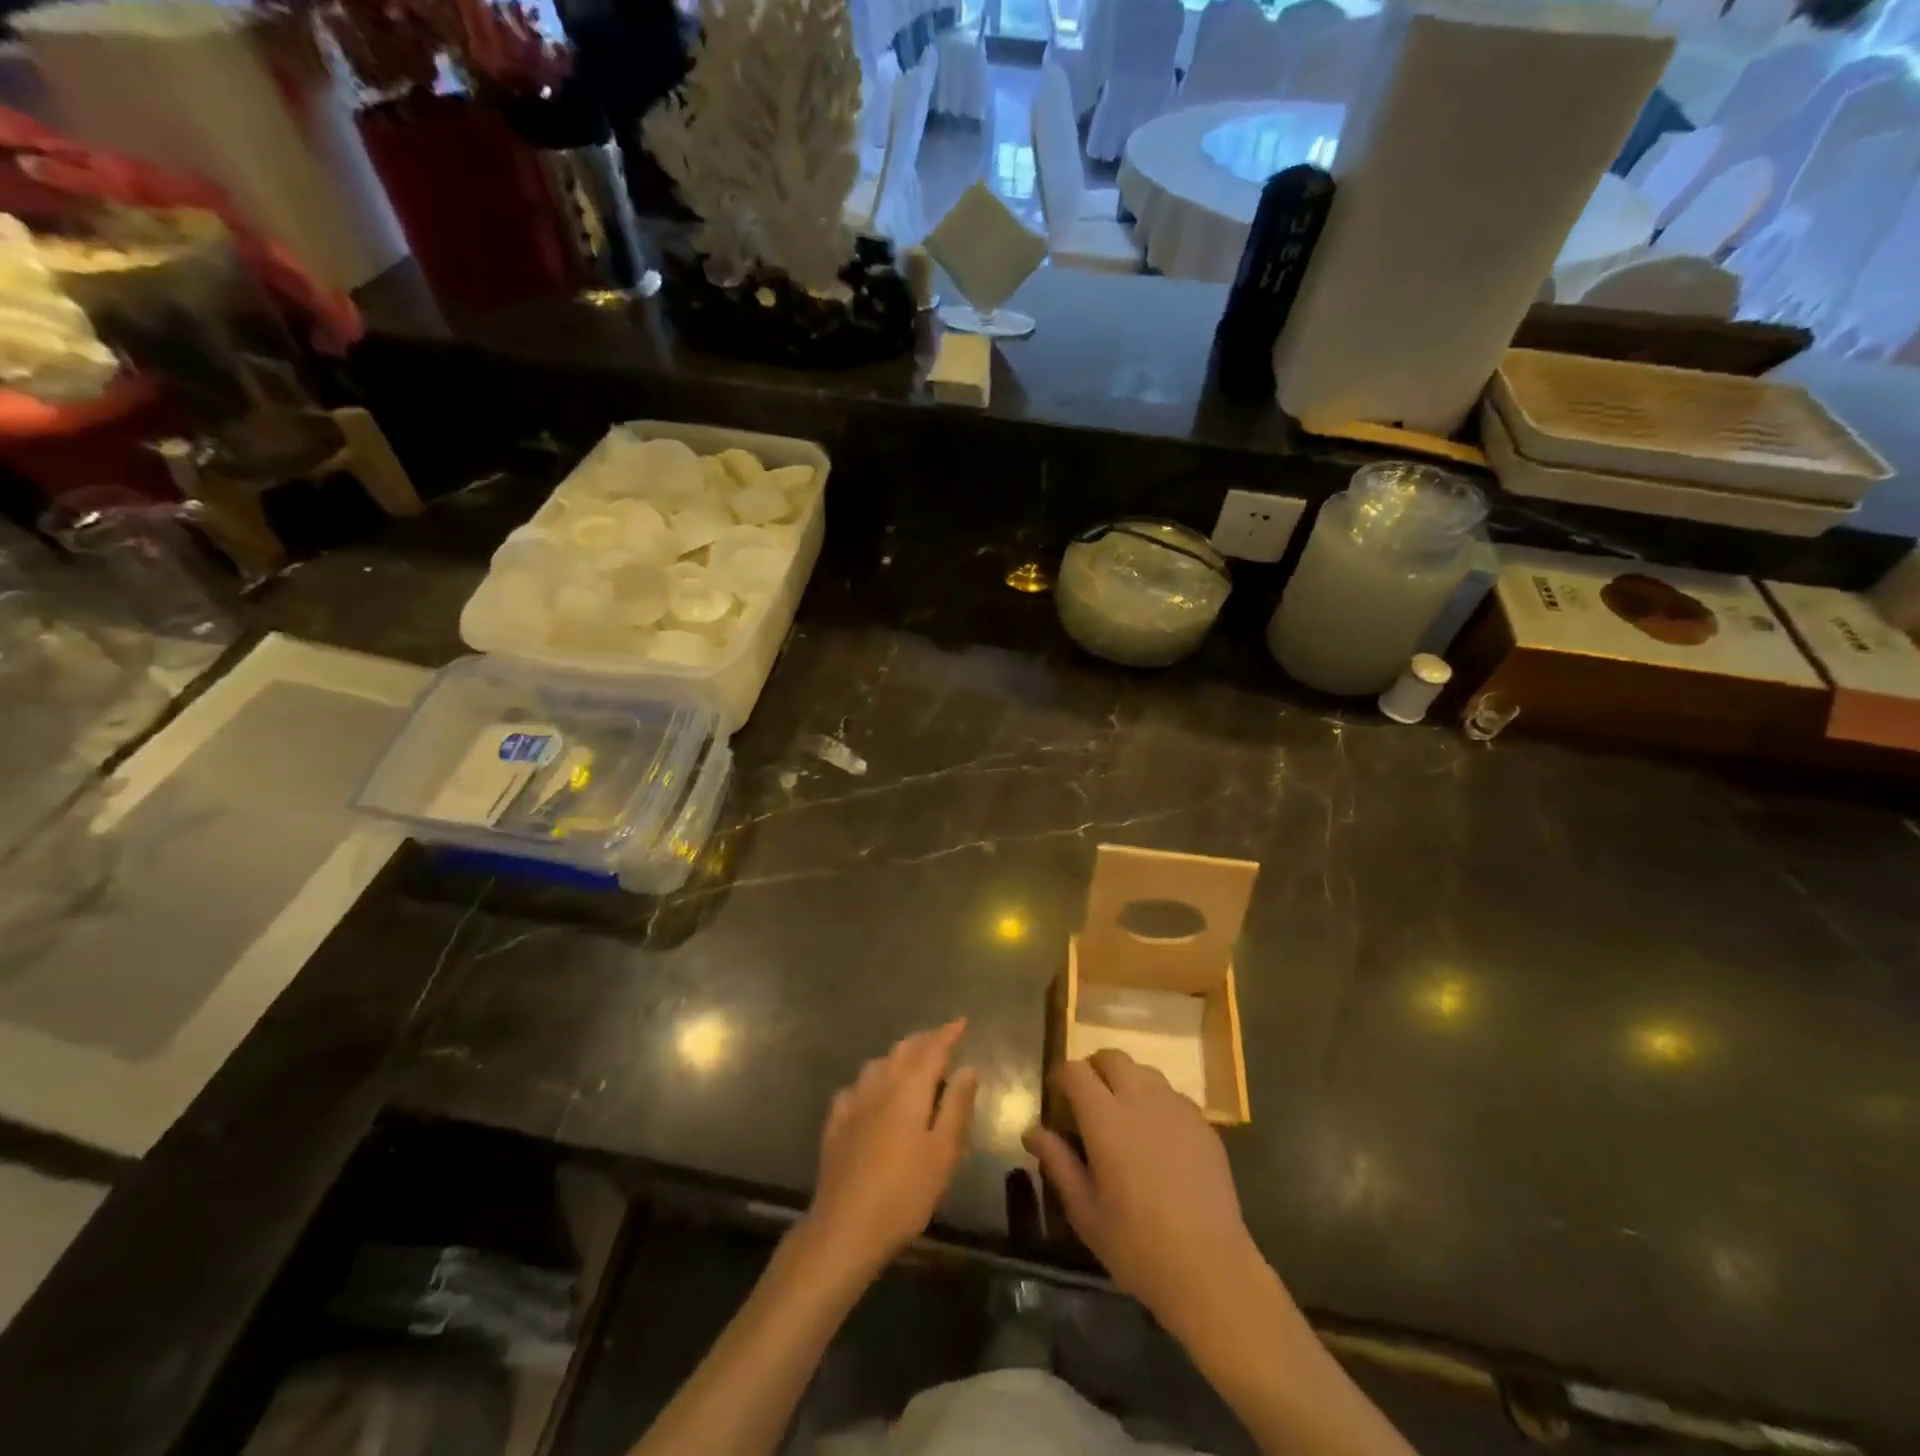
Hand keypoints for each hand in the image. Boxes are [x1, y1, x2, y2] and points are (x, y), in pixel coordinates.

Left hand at [805, 1019, 978, 1278]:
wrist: (845, 1227)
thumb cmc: (905, 1192)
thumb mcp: (943, 1152)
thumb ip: (956, 1106)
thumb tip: (968, 1068)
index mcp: (909, 1087)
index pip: (932, 1048)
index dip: (948, 1033)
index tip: (962, 1022)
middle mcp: (880, 1084)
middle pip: (904, 1050)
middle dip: (924, 1040)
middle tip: (942, 1038)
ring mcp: (853, 1101)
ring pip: (878, 1063)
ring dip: (898, 1056)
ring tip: (912, 1061)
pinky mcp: (835, 1122)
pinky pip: (856, 1087)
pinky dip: (872, 1080)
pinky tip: (872, 1093)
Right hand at [1024, 1049, 1274, 1340]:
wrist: (1210, 1269)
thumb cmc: (1136, 1245)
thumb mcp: (1085, 1211)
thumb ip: (1057, 1163)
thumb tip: (1032, 1131)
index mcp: (1105, 1118)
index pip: (1075, 1071)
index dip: (1061, 1078)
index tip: (1057, 1098)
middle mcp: (1140, 1099)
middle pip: (1112, 1057)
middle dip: (1095, 1070)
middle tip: (1088, 1102)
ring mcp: (1176, 1107)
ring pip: (1144, 1071)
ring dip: (1127, 1081)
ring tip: (1124, 1116)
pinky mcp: (1203, 1123)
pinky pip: (1172, 1095)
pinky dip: (1156, 1102)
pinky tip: (1158, 1138)